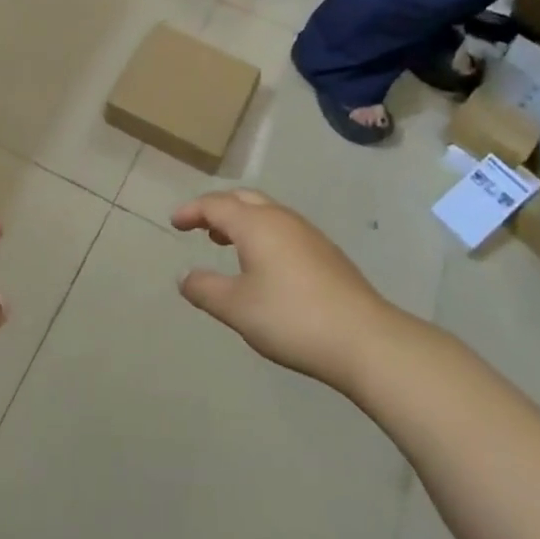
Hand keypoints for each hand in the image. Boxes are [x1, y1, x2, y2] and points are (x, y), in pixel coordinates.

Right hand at [172, 190, 409, 389]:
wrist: (364, 338)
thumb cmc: (291, 318)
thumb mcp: (237, 308)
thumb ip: (205, 289)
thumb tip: (184, 276)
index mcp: (256, 224)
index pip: (216, 205)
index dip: (192, 211)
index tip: (175, 222)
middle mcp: (282, 219)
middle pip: (244, 199)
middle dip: (218, 209)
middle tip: (199, 226)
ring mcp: (308, 234)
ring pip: (266, 213)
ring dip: (242, 221)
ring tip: (226, 243)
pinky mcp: (326, 253)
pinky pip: (283, 229)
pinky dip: (262, 234)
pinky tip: (264, 265)